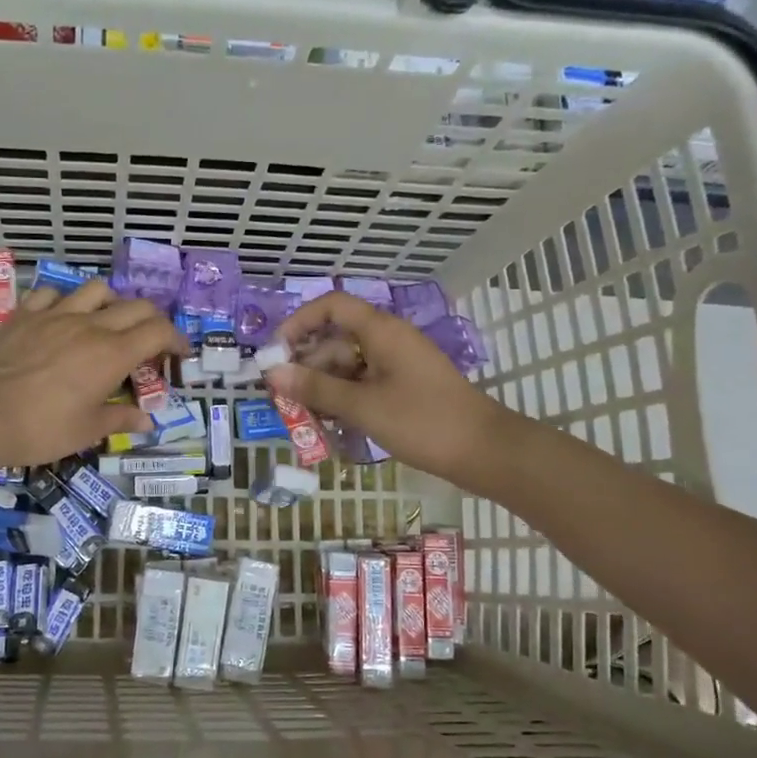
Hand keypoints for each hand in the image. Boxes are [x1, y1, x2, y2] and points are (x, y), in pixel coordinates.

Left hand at [0, 278, 186, 465]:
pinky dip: (65, 301)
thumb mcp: (87, 431)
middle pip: (135, 306)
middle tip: (151, 341)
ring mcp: (54, 315)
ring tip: (108, 321)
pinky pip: (51, 294)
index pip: (158, 332)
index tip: (180, 353)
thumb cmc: (40, 428)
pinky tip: (61, 317)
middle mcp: (89, 325)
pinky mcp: (24, 315)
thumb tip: (147, 420)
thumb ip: (120, 419)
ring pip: (96, 289)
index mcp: (112, 354)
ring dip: (112, 302)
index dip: (176, 339)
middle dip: (153, 320)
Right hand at [269, 291, 507, 482]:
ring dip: (322, 388)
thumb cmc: (422, 422)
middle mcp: (387, 341)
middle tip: (282, 398)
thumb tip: (272, 373)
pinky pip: (362, 384)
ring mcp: (396, 365)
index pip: (332, 306)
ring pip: (346, 366)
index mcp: (381, 332)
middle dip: (306, 367)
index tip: (276, 354)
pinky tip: (328, 425)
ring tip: (302, 418)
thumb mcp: (362, 406)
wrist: (484, 451)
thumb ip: (316, 389)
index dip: (299, 323)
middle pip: (335, 341)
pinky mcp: (402, 388)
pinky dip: (343, 399)